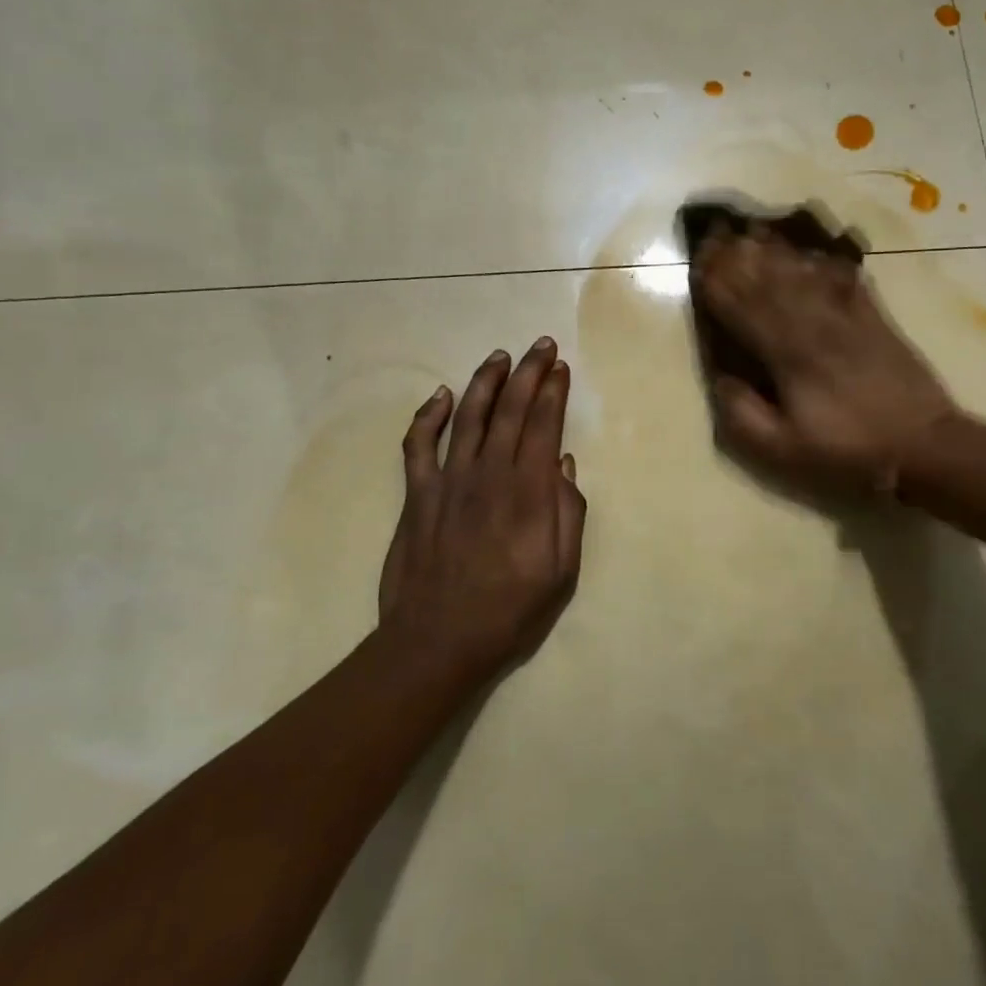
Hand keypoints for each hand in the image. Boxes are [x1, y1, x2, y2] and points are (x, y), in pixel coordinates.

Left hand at [377, 338, 586, 675]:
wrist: (438, 640)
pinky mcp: (417, 495)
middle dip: (528, 372)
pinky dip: (429, 416)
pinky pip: (419, 444)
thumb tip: (562, 466)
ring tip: (500, 356)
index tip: (560, 367)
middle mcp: (488, 474)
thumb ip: (567, 513)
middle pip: (510, 410)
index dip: (553, 392)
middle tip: (540, 345)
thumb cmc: (509, 610)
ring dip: (485, 381)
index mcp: (527, 492)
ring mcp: (448, 481)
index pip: (543, 426)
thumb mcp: (562, 572)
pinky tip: (442, 396)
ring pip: (469, 417)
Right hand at [691, 227, 958, 494]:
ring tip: (752, 228)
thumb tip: (719, 379)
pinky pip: (843, 279)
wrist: (922, 443)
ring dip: (774, 250)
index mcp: (787, 356)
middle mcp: (813, 325)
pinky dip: (822, 260)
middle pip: (769, 281)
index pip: (743, 309)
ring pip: (802, 273)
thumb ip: (744, 415)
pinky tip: (809, 248)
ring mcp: (847, 316)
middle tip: (716, 231)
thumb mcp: (785, 449)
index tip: (697, 259)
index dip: (718, 283)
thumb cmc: (848, 449)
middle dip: (739, 256)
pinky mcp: (874, 316)